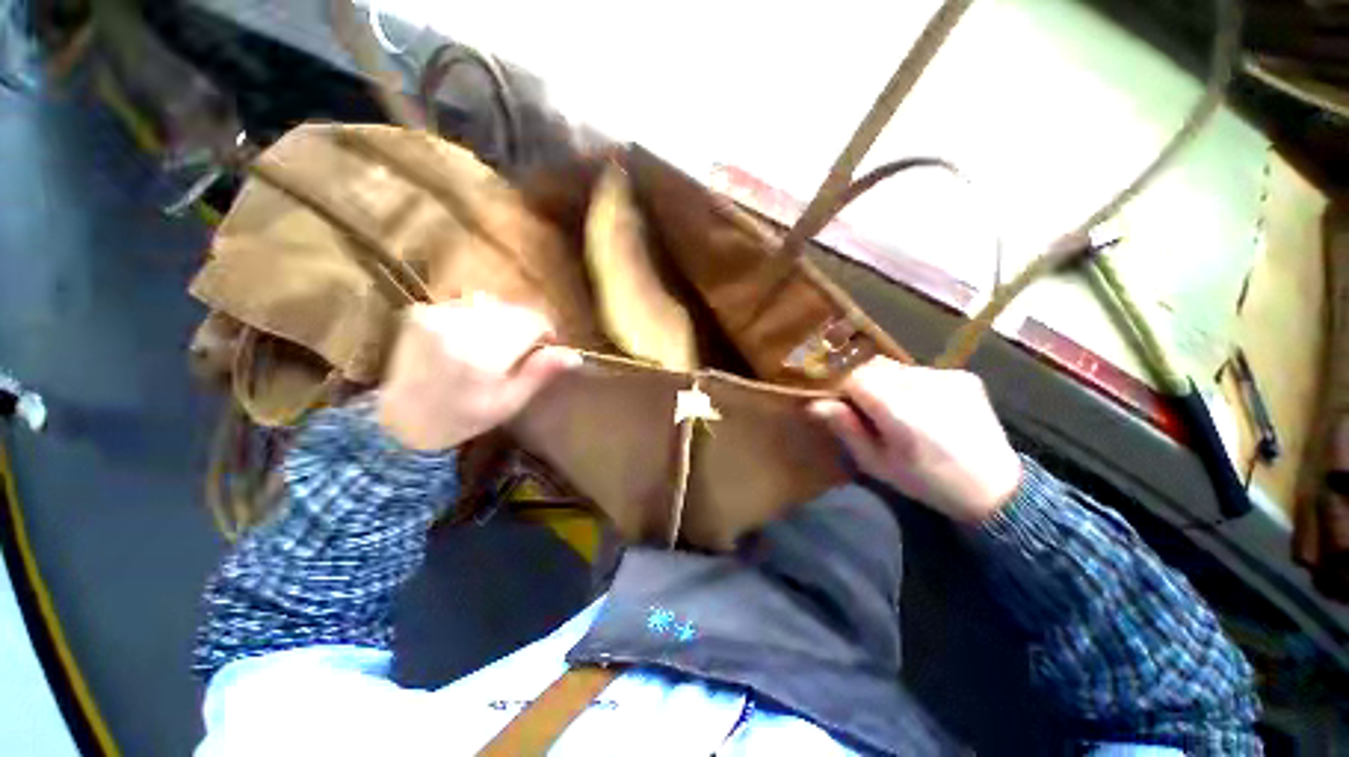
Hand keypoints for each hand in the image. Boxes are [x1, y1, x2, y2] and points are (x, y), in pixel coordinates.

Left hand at [377, 296, 580, 450]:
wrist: (403, 418)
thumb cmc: (463, 417)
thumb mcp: (509, 403)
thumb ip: (539, 374)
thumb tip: (574, 355)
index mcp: (482, 356)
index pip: (530, 321)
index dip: (545, 330)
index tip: (545, 345)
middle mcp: (458, 329)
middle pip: (513, 310)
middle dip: (524, 327)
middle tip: (519, 352)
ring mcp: (436, 317)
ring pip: (492, 304)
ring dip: (502, 321)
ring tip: (493, 347)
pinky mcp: (422, 312)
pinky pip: (467, 304)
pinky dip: (479, 318)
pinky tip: (470, 340)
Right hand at [810, 358, 1022, 523]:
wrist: (996, 488)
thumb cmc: (927, 482)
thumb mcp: (877, 464)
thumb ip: (846, 429)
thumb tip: (815, 404)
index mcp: (898, 409)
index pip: (853, 376)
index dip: (841, 388)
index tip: (841, 406)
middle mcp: (922, 383)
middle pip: (873, 366)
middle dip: (862, 384)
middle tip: (868, 412)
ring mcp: (947, 376)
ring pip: (896, 368)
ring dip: (886, 384)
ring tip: (898, 411)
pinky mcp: (963, 376)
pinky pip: (921, 371)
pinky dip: (912, 385)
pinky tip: (925, 408)